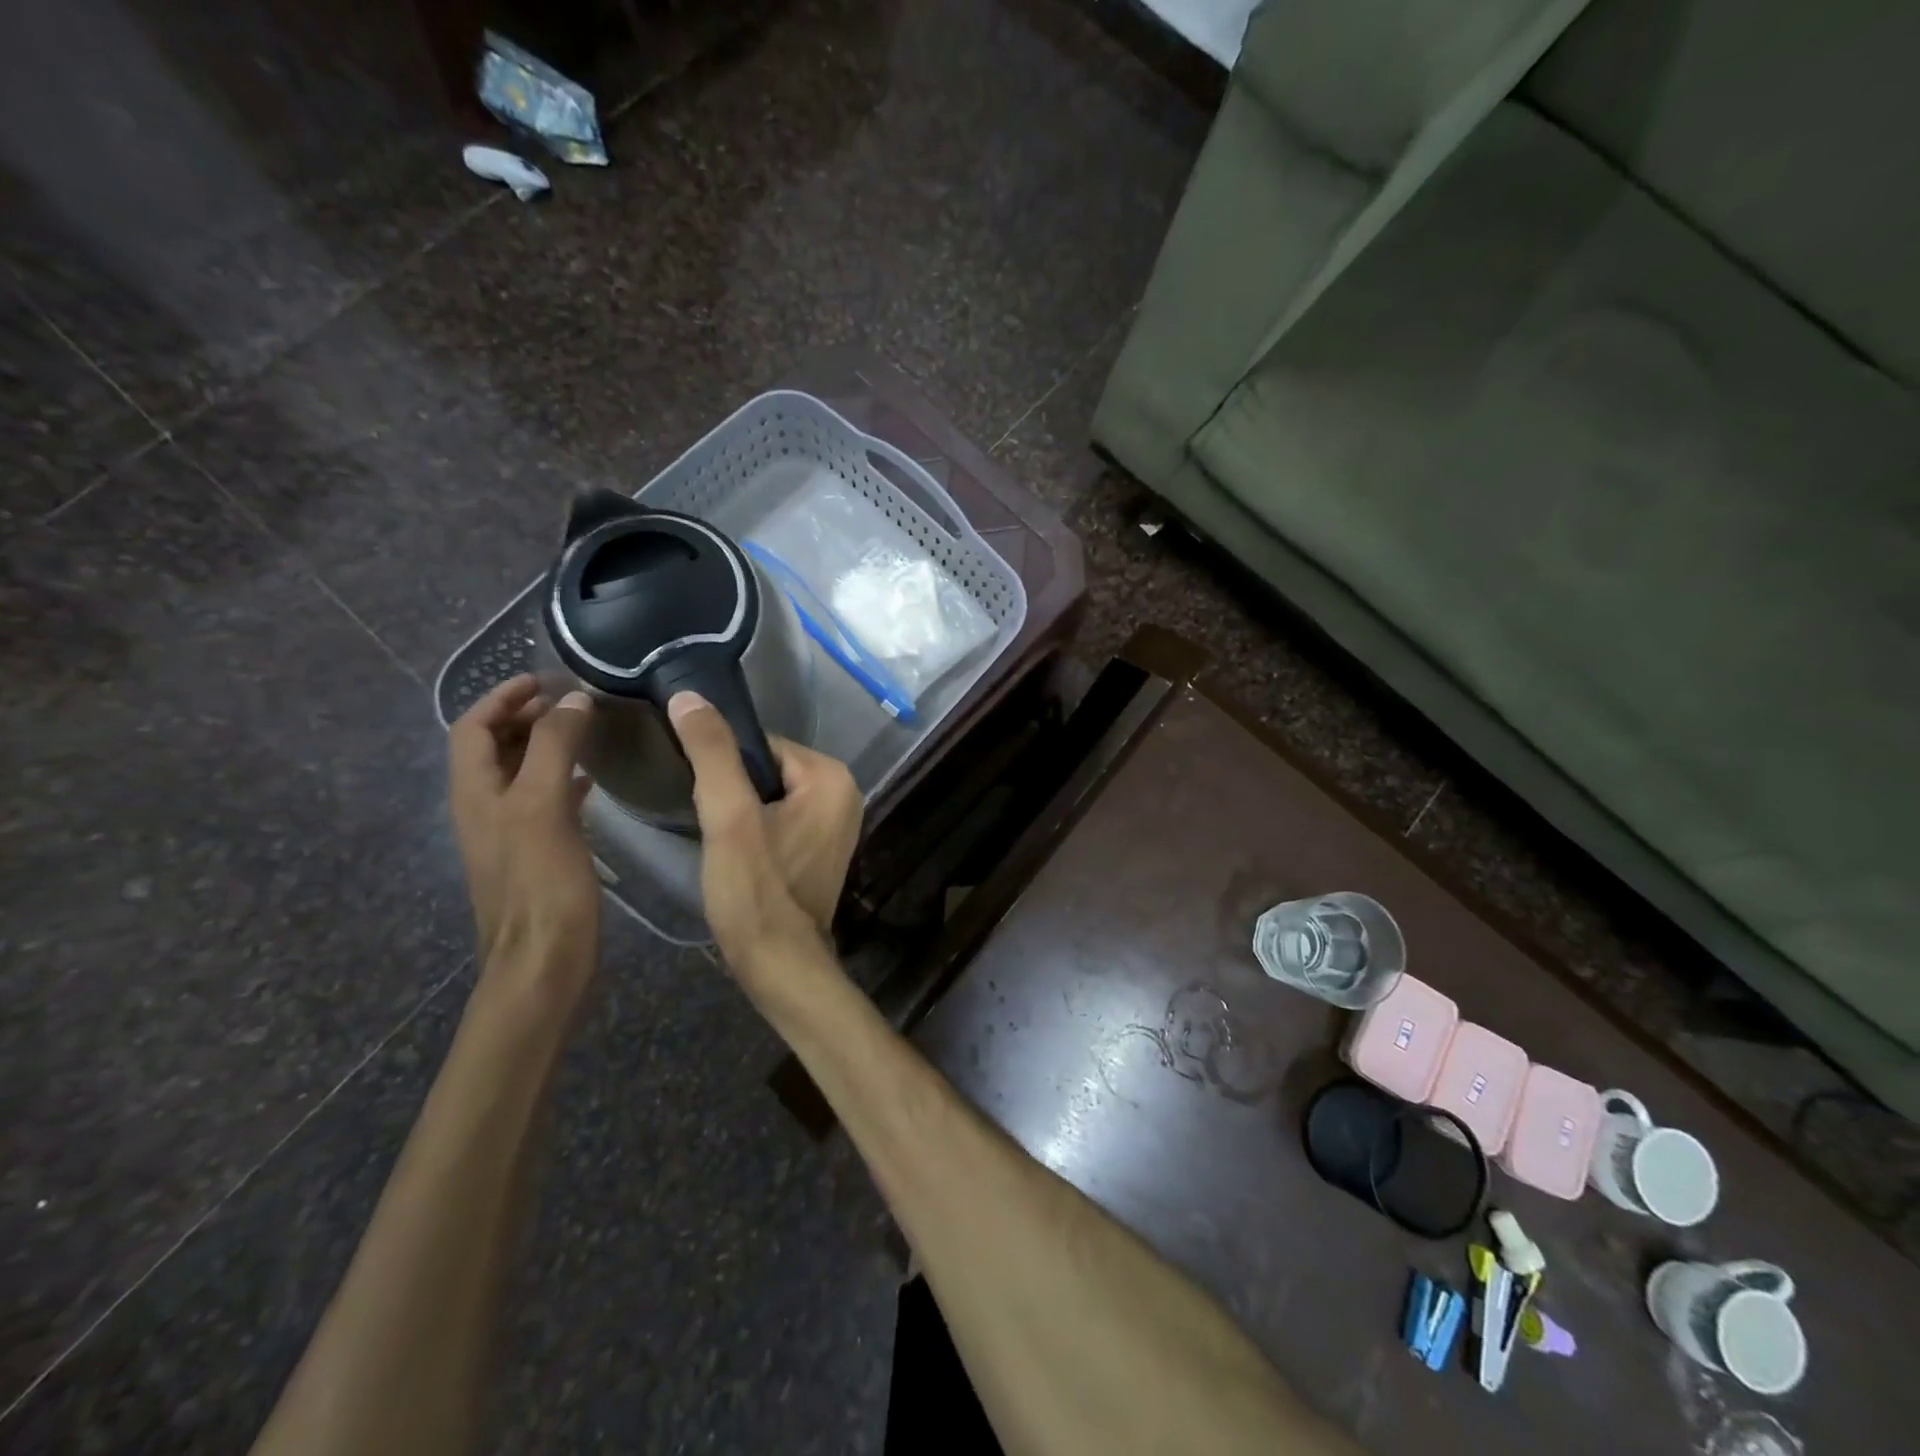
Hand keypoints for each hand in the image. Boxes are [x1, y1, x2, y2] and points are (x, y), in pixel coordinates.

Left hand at [448, 675, 600, 999]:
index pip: (472, 728)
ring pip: (520, 774)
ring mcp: (510, 833)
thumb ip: (553, 748)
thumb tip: (572, 699)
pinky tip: (591, 783)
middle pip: (493, 748)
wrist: (544, 962)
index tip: (543, 679)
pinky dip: (562, 779)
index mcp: (475, 793)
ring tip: (586, 730)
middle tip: (571, 702)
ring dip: (545, 745)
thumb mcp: (543, 806)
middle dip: (524, 717)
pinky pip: (544, 801)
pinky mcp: (537, 854)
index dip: (501, 697)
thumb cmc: (541, 883)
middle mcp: (484, 808)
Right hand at [667, 691, 861, 973]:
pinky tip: (737, 853)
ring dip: (740, 811)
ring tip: (719, 839)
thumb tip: (690, 696)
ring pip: (770, 794)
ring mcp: (837, 822)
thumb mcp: (728, 816)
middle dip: (732, 790)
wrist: (780, 965)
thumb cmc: (756, 891)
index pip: (762, 743)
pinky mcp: (822, 846)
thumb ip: (712, 752)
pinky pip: (781, 818)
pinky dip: (756, 828)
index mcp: (831, 776)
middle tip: (711, 823)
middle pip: (766, 768)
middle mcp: (844, 792)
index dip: (723, 764)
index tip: (699, 791)